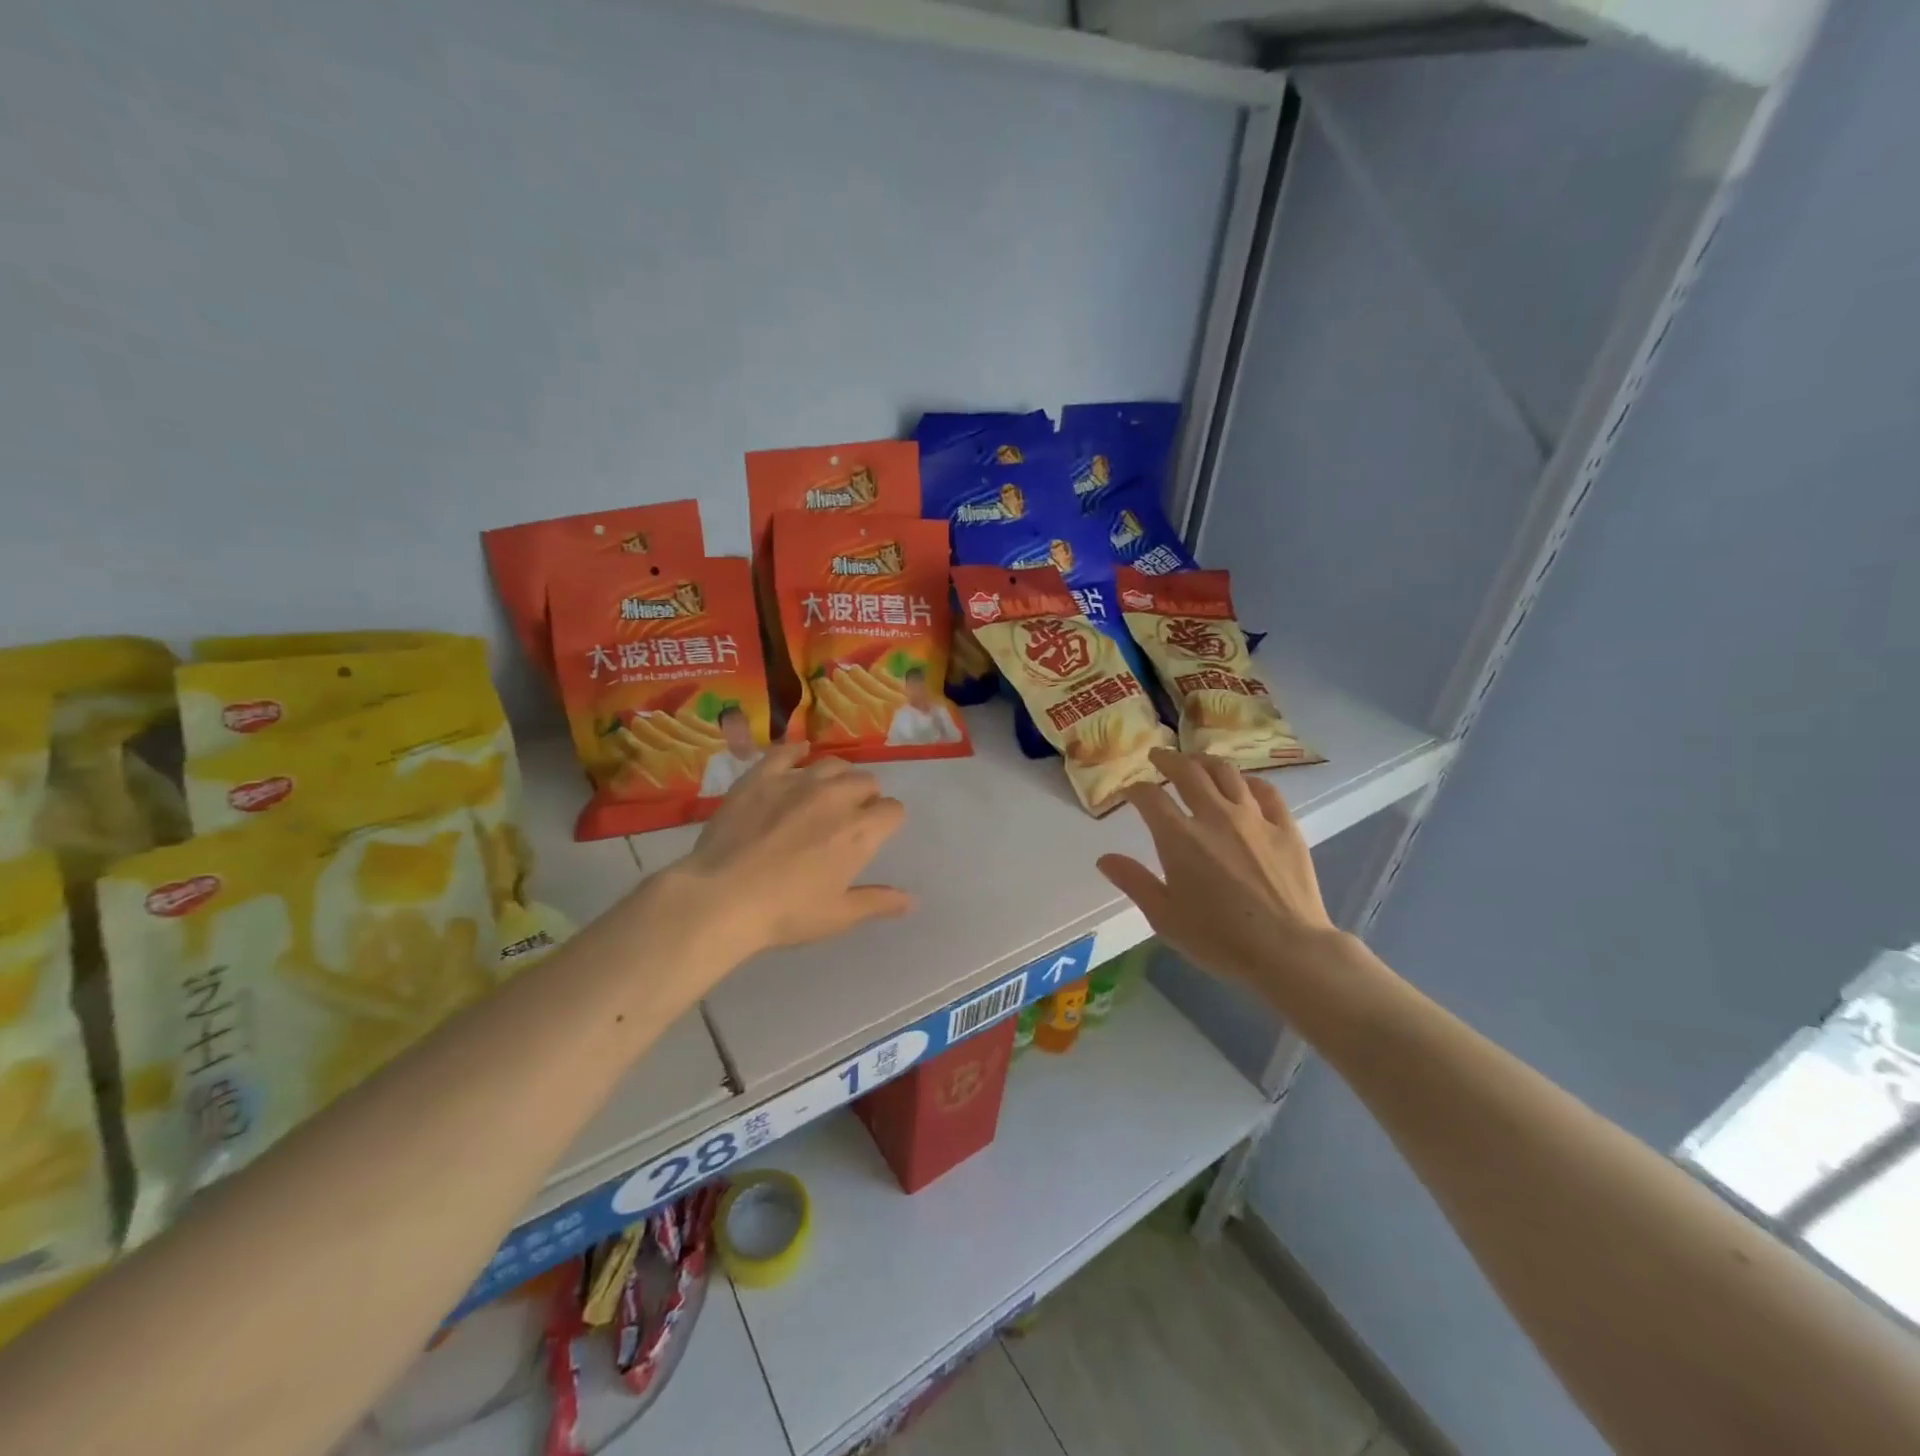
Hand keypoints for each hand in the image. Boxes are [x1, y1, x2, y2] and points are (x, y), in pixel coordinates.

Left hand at [673, 743, 912, 961]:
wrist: (721, 898)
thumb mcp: (838, 916)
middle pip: (866, 781)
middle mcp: (836, 797)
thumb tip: (912, 900)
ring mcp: (797, 782)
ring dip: (838, 777)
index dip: (887, 822)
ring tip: (826, 793)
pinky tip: (798, 757)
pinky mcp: (762, 776)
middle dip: (866, 797)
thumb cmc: (785, 912)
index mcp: (860, 831)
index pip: (893, 810)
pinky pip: (787, 752)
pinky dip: (797, 753)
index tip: (874, 835)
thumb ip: (877, 902)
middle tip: (848, 819)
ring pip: (832, 764)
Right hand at [1096, 749, 1346, 1012]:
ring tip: (1197, 762)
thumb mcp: (1164, 917)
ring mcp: (1254, 818)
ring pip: (1227, 773)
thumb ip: (1134, 882)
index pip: (1150, 797)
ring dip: (1206, 762)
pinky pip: (1267, 791)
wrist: (1288, 951)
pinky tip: (1244, 784)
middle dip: (1168, 760)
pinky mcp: (1285, 827)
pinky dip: (1249, 782)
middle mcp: (1215, 816)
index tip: (1130, 791)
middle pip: (1188, 772)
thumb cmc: (1219, 939)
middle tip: (1159, 757)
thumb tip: (1104, 858)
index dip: (1135, 789)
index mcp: (1179, 838)